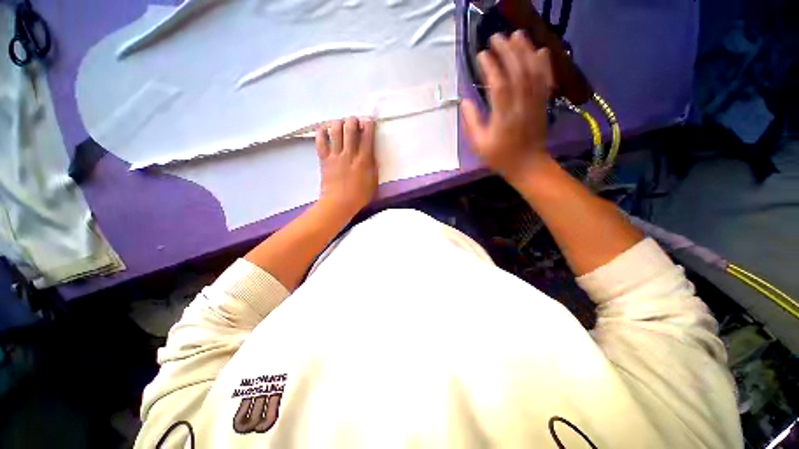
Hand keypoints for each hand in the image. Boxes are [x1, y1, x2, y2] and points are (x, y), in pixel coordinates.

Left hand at [316, 117, 377, 216]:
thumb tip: (372, 155)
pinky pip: (320, 141)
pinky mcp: (324, 159)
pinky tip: (324, 130)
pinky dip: (321, 133)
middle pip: (350, 128)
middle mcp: (350, 154)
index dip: (368, 124)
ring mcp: (335, 155)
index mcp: (364, 160)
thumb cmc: (359, 196)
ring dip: (338, 123)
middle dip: (353, 120)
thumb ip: (374, 167)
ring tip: (340, 123)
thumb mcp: (373, 182)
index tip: (369, 120)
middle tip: (354, 121)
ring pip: (335, 131)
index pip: (367, 136)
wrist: (339, 203)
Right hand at [461, 31, 554, 185]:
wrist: (528, 165)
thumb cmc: (500, 157)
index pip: (498, 86)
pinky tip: (540, 50)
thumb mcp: (479, 145)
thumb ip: (472, 123)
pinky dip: (544, 63)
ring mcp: (535, 103)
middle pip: (518, 72)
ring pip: (533, 72)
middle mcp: (521, 106)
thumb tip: (465, 101)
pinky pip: (545, 80)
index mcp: (504, 118)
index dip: (490, 67)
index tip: (481, 54)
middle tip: (497, 36)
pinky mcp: (543, 103)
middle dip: (507, 51)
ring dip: (526, 51)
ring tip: (517, 34)